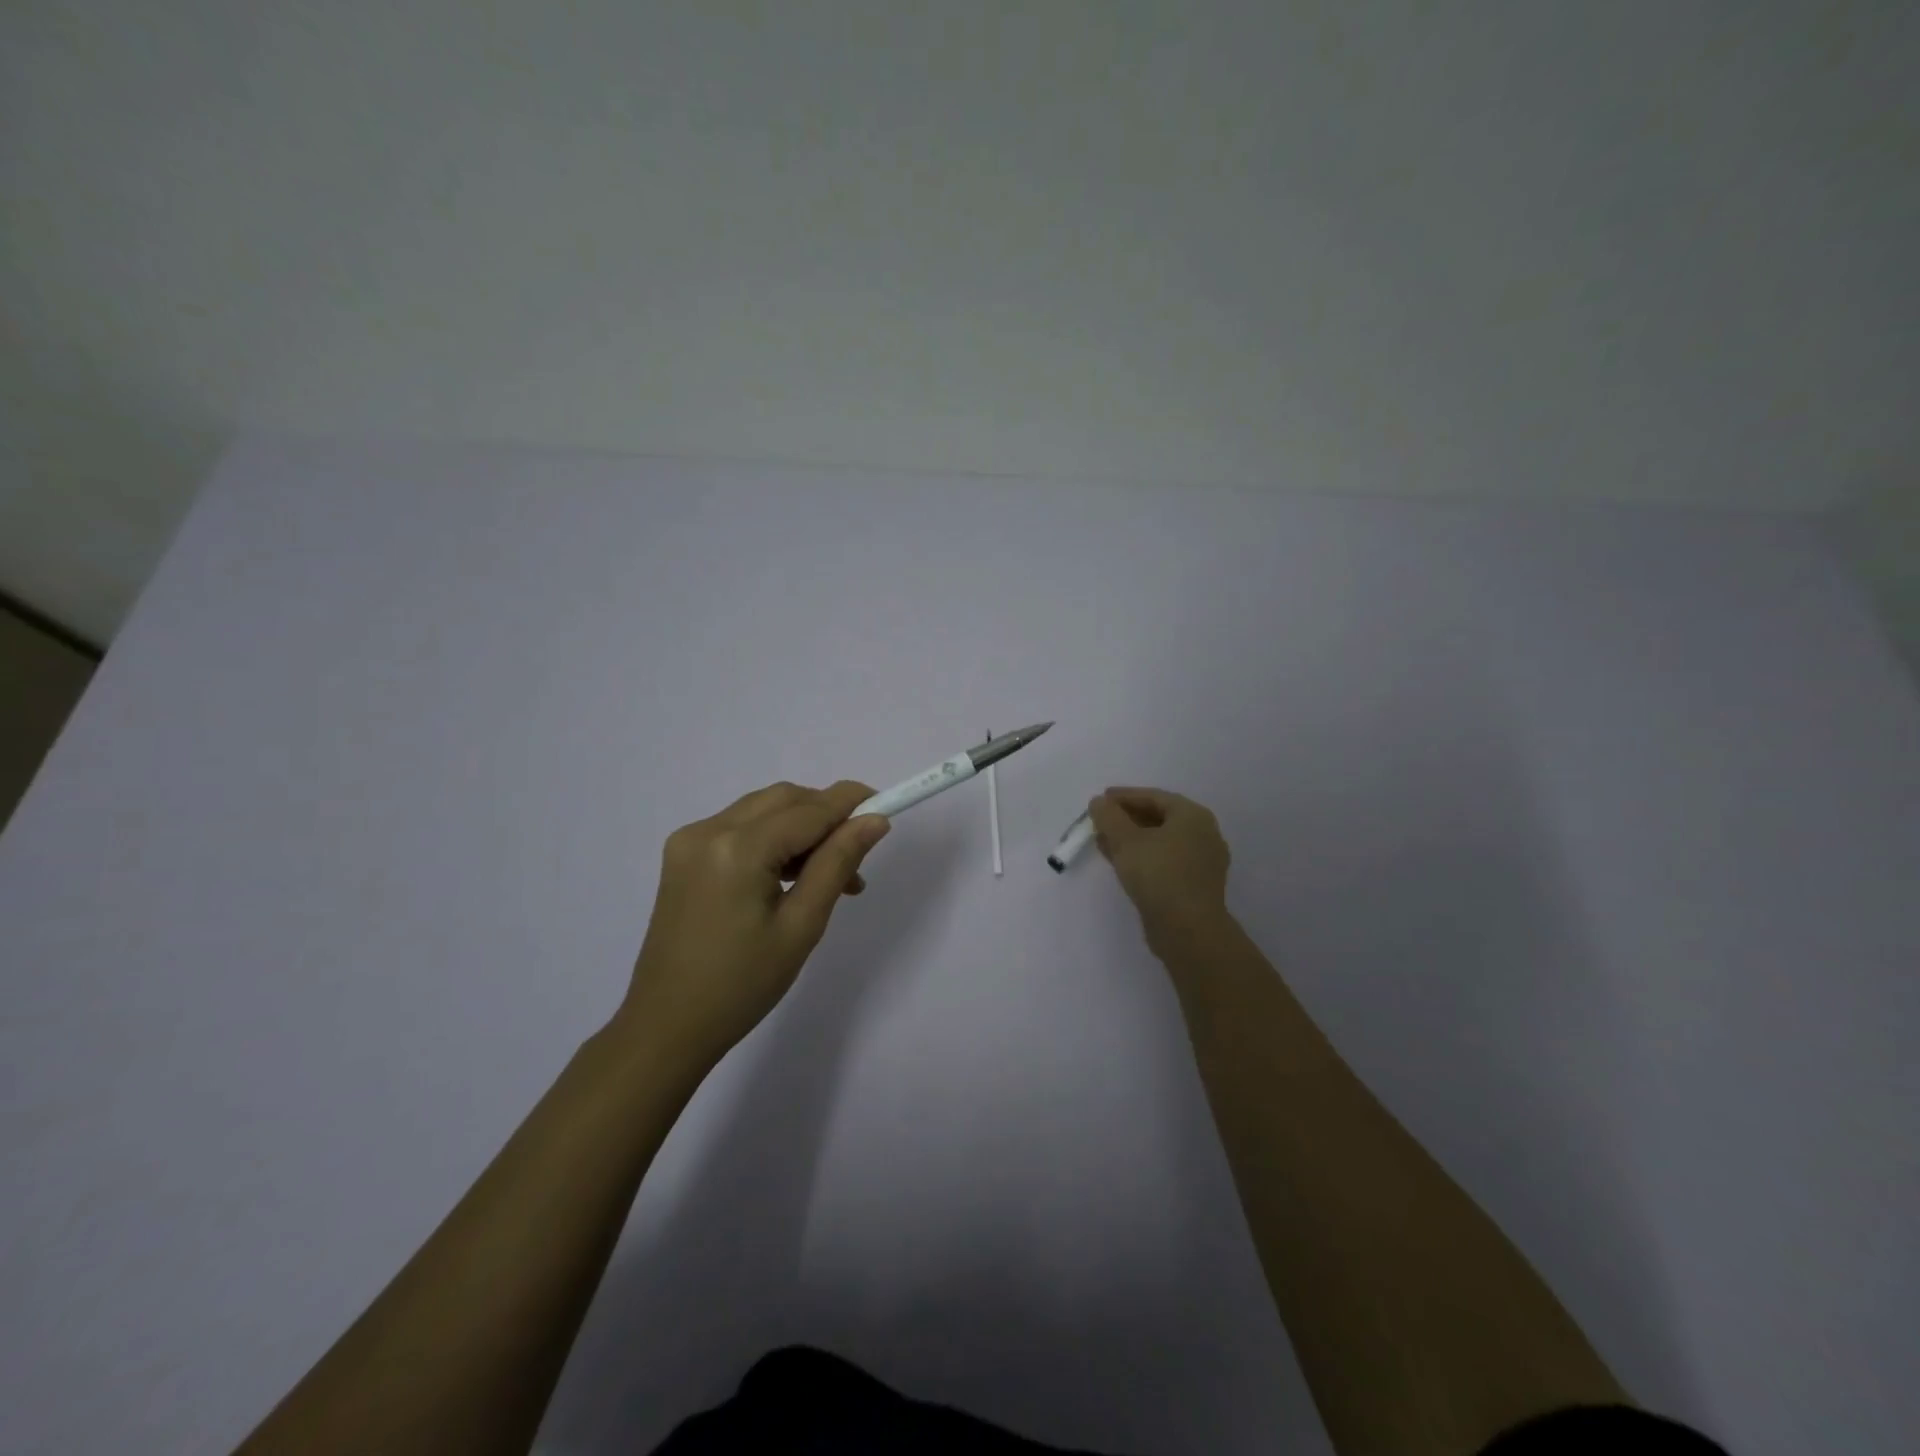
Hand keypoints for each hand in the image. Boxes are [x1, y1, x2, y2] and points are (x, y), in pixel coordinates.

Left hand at [617, 781, 890, 1068]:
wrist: (667, 1026)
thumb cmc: (742, 986)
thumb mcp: (802, 925)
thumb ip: (838, 863)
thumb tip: (874, 821)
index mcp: (738, 849)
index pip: (809, 809)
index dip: (851, 803)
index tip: (887, 806)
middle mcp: (709, 829)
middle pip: (784, 799)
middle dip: (826, 815)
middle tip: (857, 856)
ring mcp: (690, 839)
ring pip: (763, 809)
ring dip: (802, 827)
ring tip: (830, 874)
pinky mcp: (683, 854)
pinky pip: (740, 826)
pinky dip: (773, 838)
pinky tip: (791, 875)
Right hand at [1088, 787, 1231, 942]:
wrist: (1188, 930)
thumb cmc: (1159, 875)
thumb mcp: (1126, 841)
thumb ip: (1109, 817)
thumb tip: (1098, 802)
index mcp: (1193, 816)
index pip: (1154, 797)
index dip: (1124, 796)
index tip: (1100, 800)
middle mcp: (1203, 834)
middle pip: (1159, 818)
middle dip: (1126, 819)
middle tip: (1100, 820)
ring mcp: (1201, 862)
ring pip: (1160, 842)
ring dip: (1131, 839)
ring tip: (1103, 841)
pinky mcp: (1194, 885)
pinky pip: (1164, 861)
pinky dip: (1142, 857)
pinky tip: (1119, 862)